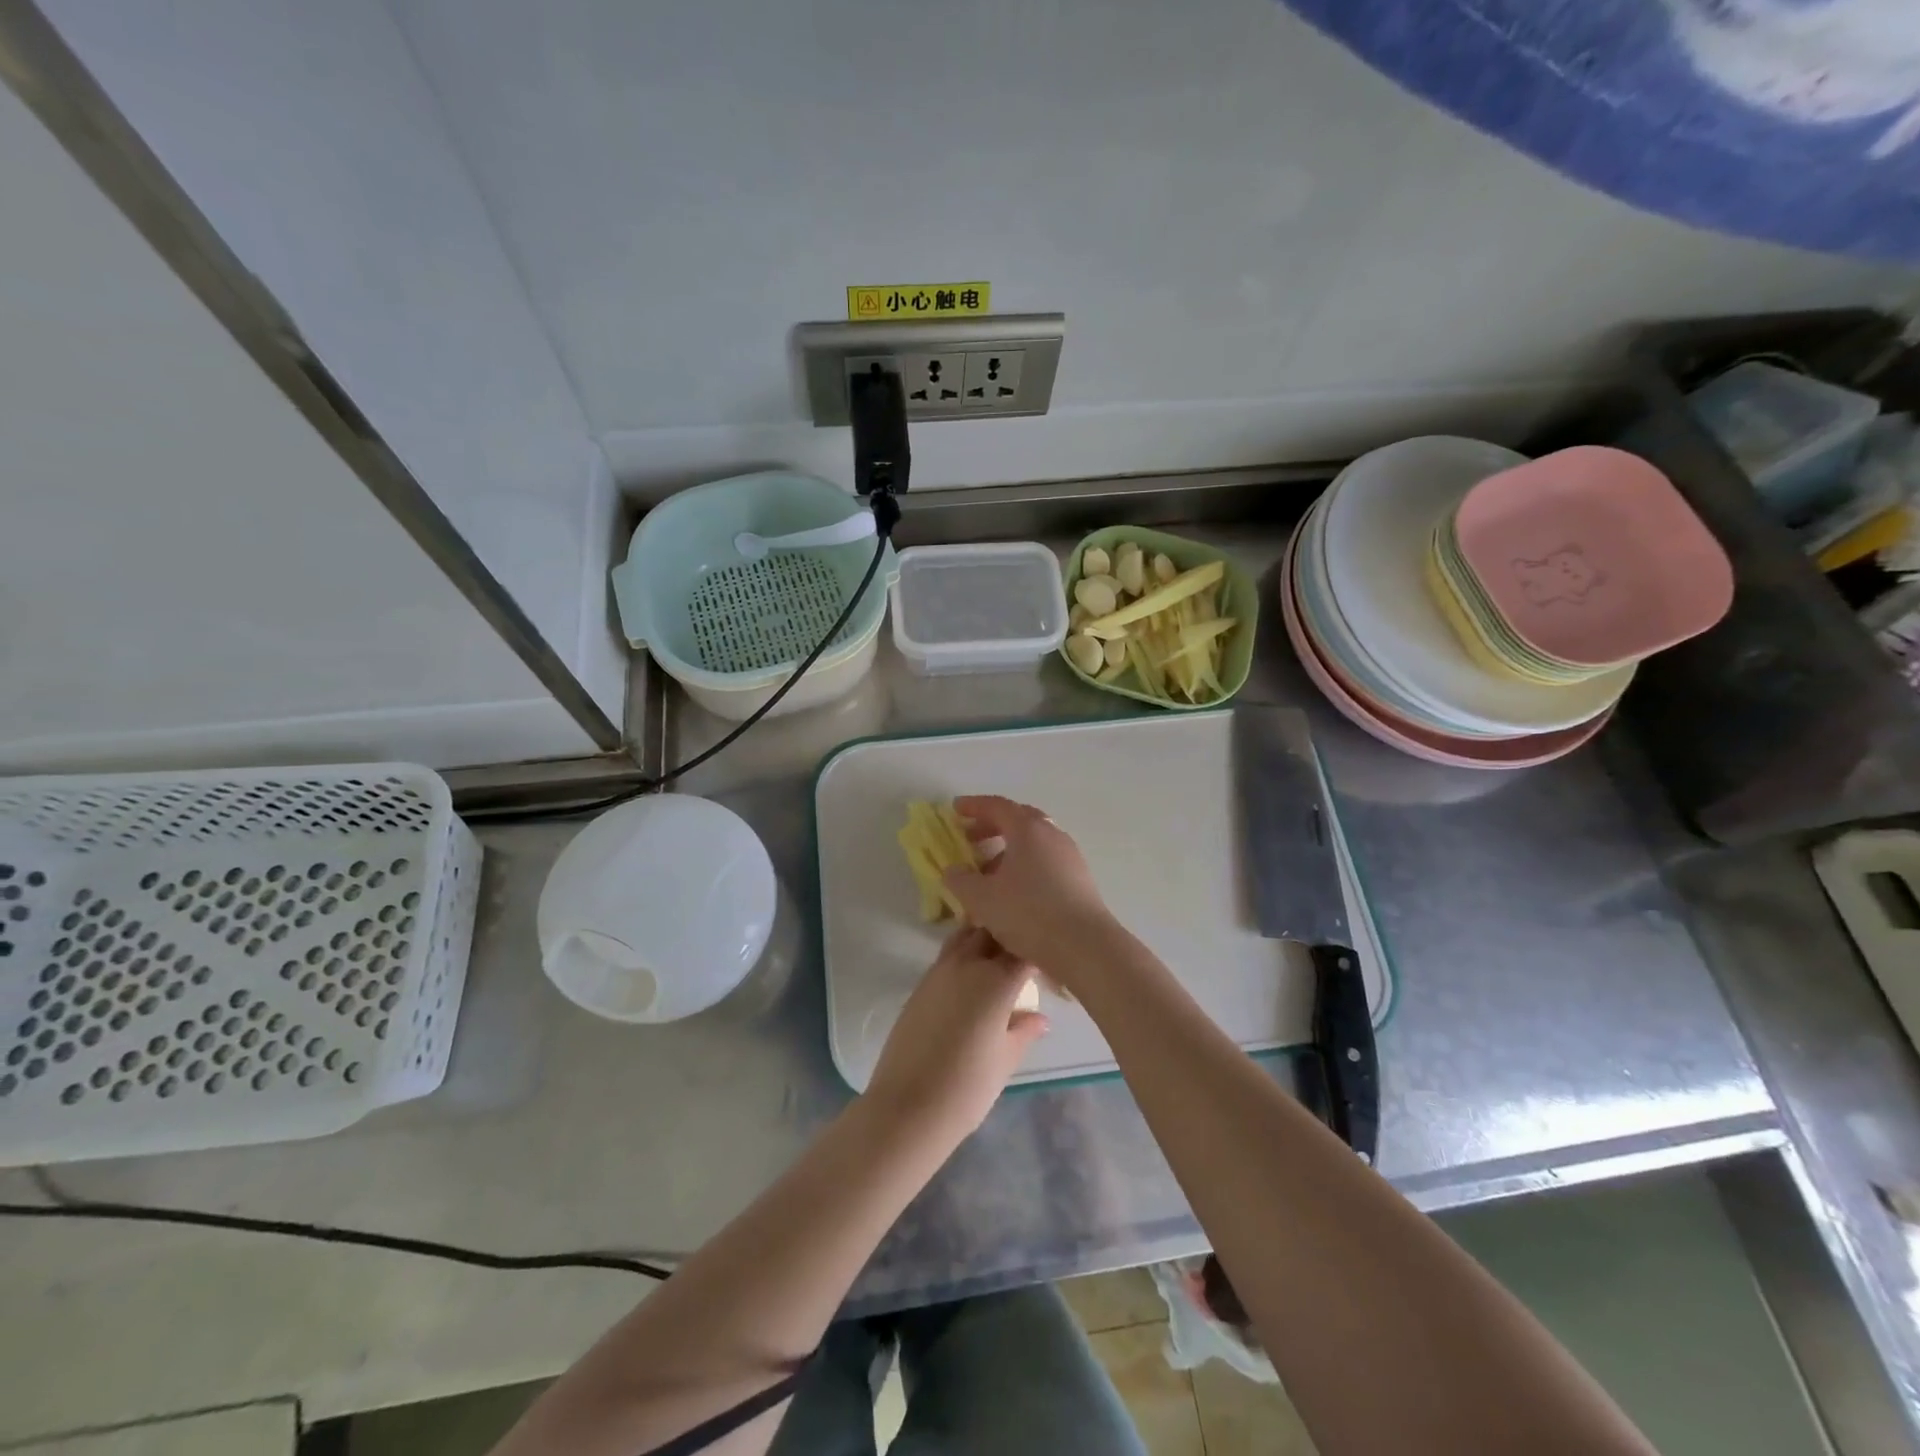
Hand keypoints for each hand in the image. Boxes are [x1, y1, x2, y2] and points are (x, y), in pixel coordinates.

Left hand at [864, 926, 1047, 1143]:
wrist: (907, 1107)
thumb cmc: (967, 1088)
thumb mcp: (1006, 1059)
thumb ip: (1025, 1031)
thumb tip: (1041, 1018)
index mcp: (996, 980)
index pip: (1024, 948)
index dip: (1040, 950)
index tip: (1051, 961)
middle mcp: (967, 964)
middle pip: (992, 930)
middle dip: (1010, 935)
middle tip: (1025, 954)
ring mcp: (939, 971)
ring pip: (966, 936)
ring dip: (984, 939)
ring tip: (999, 960)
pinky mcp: (920, 985)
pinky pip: (947, 955)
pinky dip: (963, 955)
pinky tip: (971, 979)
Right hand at [944, 795, 1121, 979]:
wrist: (1084, 945)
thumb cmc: (1028, 913)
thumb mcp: (982, 899)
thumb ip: (961, 880)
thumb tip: (953, 870)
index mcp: (1028, 830)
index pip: (997, 806)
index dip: (974, 806)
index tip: (955, 809)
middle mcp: (1052, 835)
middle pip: (1019, 820)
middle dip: (992, 826)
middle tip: (970, 838)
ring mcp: (1070, 856)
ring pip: (1034, 842)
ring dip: (1009, 849)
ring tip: (988, 873)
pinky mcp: (1080, 879)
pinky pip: (1046, 861)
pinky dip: (1025, 865)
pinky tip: (1014, 891)